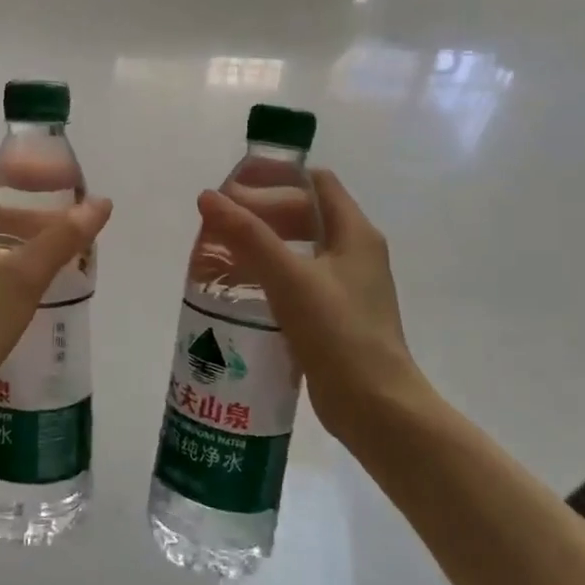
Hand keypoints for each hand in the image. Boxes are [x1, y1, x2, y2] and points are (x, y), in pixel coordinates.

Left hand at [0, 168, 112, 410]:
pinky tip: (32, 279)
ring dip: (19, 237)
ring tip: (57, 248)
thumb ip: (63, 237)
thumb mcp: (23, 276)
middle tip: (65, 219)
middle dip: (28, 210)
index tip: (61, 185)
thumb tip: (101, 203)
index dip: (26, 176)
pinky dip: (7, 260)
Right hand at [197, 169, 436, 432]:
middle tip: (220, 223)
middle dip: (262, 213)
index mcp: (355, 234)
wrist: (376, 407)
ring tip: (222, 254)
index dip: (277, 177)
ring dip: (263, 246)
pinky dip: (270, 276)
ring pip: (299, 250)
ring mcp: (346, 287)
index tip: (236, 187)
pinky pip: (298, 282)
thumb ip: (248, 236)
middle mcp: (355, 253)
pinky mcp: (335, 317)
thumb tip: (208, 197)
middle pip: (305, 215)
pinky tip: (241, 291)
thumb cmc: (338, 333)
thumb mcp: (289, 278)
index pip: (316, 183)